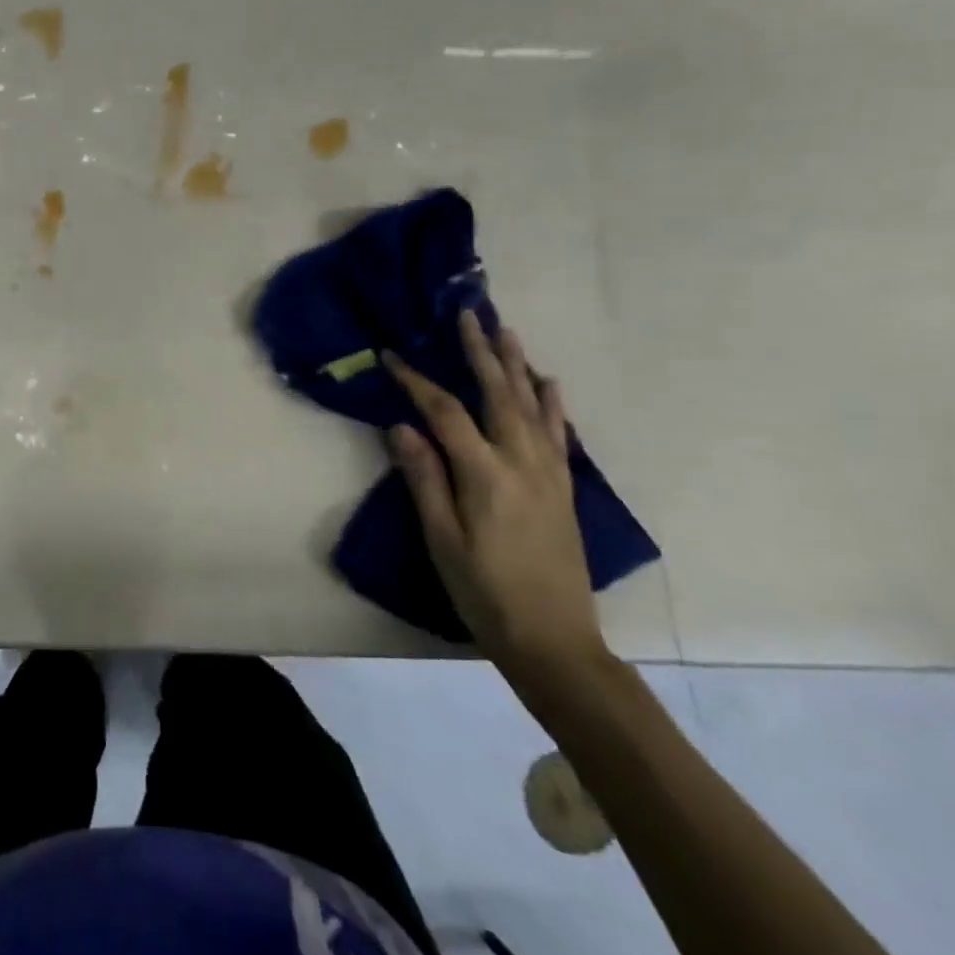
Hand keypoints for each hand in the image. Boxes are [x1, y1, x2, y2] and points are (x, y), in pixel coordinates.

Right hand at [384, 311, 606, 680]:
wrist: (554, 640)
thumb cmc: (484, 591)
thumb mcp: (441, 538)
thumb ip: (424, 478)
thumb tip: (400, 426)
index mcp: (485, 474)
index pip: (445, 412)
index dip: (416, 381)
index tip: (392, 356)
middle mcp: (521, 462)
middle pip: (498, 394)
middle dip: (480, 351)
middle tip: (468, 314)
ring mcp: (548, 473)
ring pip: (532, 405)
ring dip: (516, 365)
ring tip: (505, 331)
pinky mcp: (563, 487)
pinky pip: (558, 433)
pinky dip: (552, 403)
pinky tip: (548, 383)